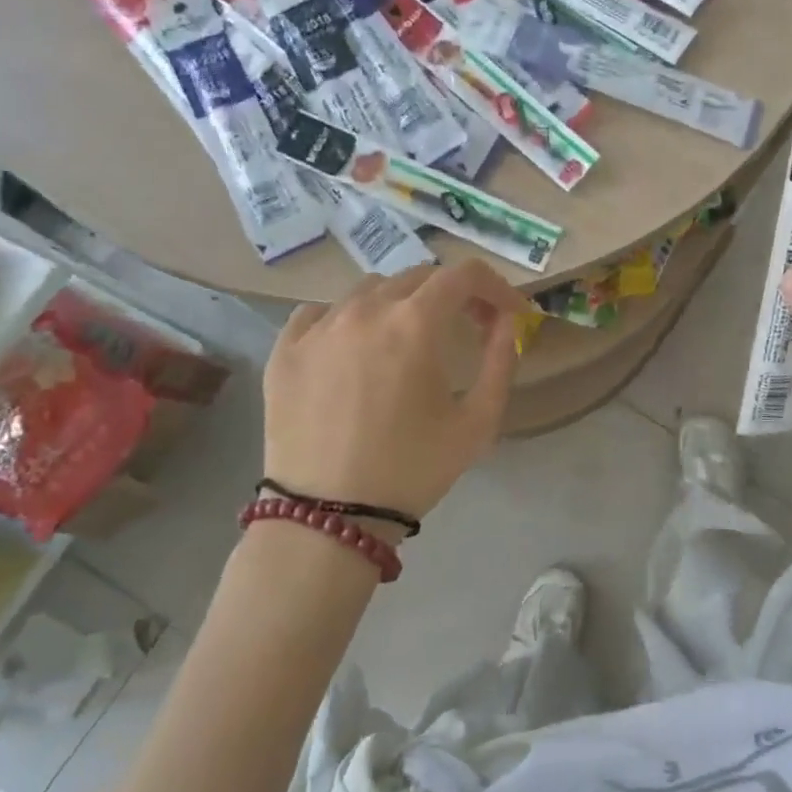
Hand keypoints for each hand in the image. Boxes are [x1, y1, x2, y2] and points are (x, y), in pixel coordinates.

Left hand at [262, 261, 526, 520]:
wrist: (328, 516)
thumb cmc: (412, 470)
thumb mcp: (477, 422)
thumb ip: (501, 360)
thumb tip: (506, 320)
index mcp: (415, 323)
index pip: (463, 275)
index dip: (494, 286)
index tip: (506, 311)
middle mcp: (364, 309)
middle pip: (418, 277)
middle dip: (452, 295)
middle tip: (466, 327)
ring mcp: (318, 326)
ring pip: (369, 290)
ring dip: (400, 304)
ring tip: (407, 341)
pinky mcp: (285, 349)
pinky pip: (320, 312)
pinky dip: (347, 319)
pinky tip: (353, 349)